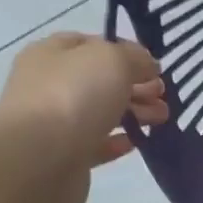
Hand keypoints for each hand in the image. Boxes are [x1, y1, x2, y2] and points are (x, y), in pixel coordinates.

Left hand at [0, 32, 167, 202]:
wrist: (40, 159)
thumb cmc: (74, 96)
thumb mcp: (113, 60)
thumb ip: (135, 58)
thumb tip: (147, 66)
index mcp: (52, 54)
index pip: (91, 44)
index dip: (125, 51)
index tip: (154, 67)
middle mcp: (49, 84)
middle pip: (99, 80)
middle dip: (135, 85)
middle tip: (163, 95)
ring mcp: (54, 122)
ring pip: (101, 112)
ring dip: (133, 113)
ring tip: (161, 119)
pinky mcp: (64, 156)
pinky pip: (96, 143)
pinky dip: (117, 141)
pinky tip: (136, 141)